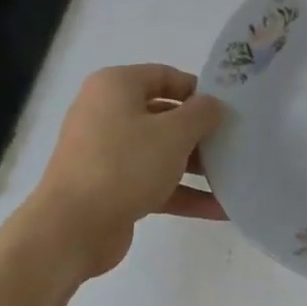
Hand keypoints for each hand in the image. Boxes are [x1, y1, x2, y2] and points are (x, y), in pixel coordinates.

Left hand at [31, 65, 225, 276]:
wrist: (71, 229)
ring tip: (234, 175)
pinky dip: (183, 192)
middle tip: (235, 141)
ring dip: (196, 164)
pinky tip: (220, 208)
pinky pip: (153, 182)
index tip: (228, 108)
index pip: (164, 76)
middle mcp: (107, 113)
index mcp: (115, 87)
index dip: (198, 90)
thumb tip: (212, 106)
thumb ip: (202, 113)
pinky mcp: (111, 188)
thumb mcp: (173, 133)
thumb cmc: (124, 165)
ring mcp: (107, 153)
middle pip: (164, 115)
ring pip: (160, 151)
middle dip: (200, 131)